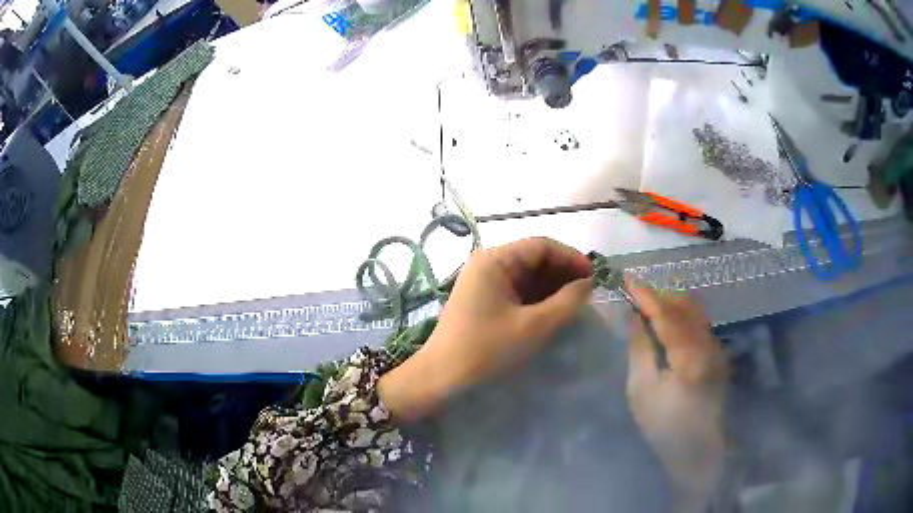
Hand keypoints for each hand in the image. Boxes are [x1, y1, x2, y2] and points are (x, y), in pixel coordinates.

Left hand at [379, 237, 592, 421]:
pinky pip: (517, 291)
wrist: (441, 378)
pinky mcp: (484, 300)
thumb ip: (567, 302)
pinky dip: (538, 298)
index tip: (594, 278)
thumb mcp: (534, 326)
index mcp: (495, 260)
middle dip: (563, 273)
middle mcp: (488, 264)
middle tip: (588, 294)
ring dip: (553, 287)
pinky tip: (554, 311)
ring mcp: (484, 282)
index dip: (571, 258)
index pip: (541, 245)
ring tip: (576, 304)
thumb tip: (588, 283)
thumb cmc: (487, 350)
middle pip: (534, 258)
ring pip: (527, 276)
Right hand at [624, 280, 726, 509]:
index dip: (645, 295)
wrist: (697, 451)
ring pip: (695, 312)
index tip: (625, 280)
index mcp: (689, 355)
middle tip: (634, 296)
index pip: (665, 313)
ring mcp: (716, 349)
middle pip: (685, 305)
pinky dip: (681, 317)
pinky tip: (666, 327)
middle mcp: (708, 344)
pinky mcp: (717, 356)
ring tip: (648, 309)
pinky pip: (699, 324)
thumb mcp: (642, 391)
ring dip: (671, 305)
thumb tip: (634, 317)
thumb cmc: (664, 427)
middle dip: (659, 296)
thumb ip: (639, 349)